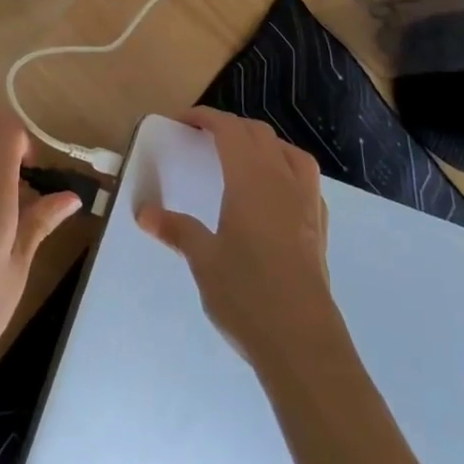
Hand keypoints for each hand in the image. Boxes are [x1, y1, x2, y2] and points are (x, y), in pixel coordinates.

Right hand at [137, 108, 343, 372]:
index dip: (207, 118)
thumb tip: (143, 212)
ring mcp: (307, 205)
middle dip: (232, 127)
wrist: (304, 345)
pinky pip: (307, 181)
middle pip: (260, 135)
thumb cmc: (247, 294)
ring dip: (264, 144)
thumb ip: (176, 229)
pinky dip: (288, 171)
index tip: (183, 120)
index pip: (230, 130)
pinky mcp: (320, 229)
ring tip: (244, 158)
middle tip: (205, 138)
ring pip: (290, 153)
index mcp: (251, 180)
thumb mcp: (203, 260)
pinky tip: (276, 194)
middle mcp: (282, 182)